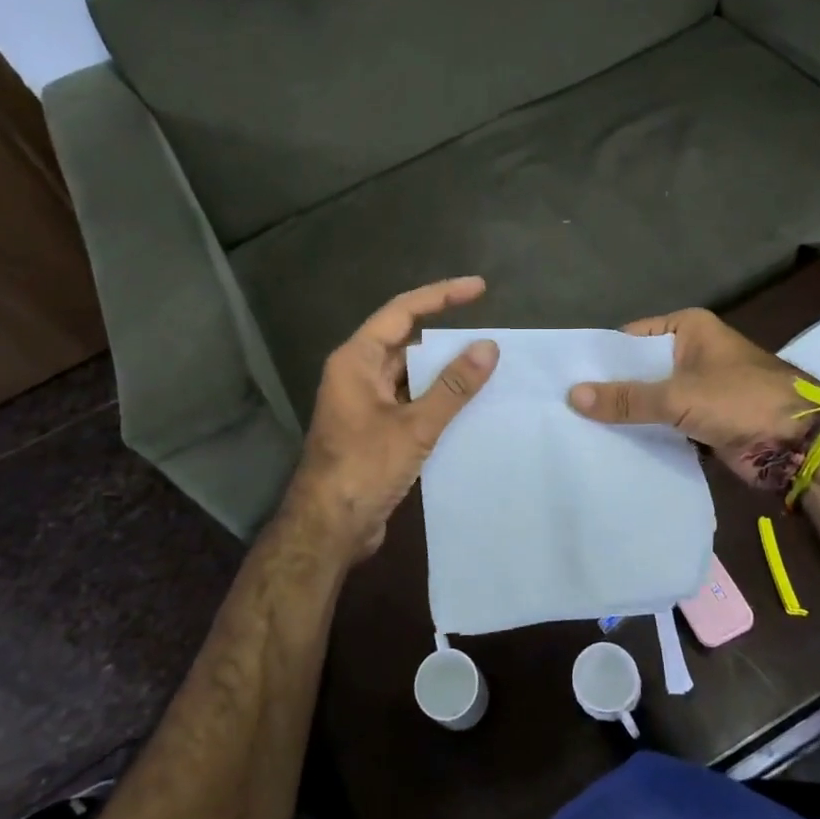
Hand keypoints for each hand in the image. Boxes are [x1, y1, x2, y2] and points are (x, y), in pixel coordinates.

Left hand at [278, 277, 497, 560]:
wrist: (329, 529)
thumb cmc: (363, 468)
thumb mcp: (414, 426)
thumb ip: (452, 387)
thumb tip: (488, 347)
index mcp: (356, 360)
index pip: (401, 312)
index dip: (441, 296)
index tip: (478, 288)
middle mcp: (358, 374)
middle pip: (406, 343)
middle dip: (447, 339)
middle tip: (490, 337)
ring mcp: (365, 404)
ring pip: (410, 376)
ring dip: (444, 373)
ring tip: (489, 368)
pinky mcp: (375, 430)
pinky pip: (410, 402)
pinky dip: (437, 400)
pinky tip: (469, 407)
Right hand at [567, 308, 819, 492]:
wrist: (802, 445)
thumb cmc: (742, 400)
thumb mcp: (679, 395)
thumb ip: (627, 398)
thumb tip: (572, 396)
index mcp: (689, 329)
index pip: (631, 339)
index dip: (600, 358)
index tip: (563, 376)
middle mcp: (691, 353)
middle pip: (639, 370)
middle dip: (609, 388)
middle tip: (562, 406)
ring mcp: (698, 389)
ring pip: (650, 399)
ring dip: (625, 414)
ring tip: (576, 427)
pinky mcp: (703, 421)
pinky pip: (664, 423)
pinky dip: (644, 432)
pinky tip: (609, 445)